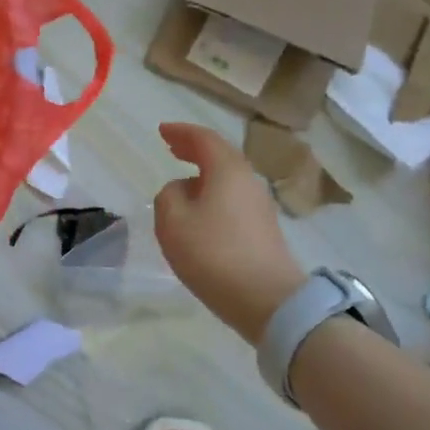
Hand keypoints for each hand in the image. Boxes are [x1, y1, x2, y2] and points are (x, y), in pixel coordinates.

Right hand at [153, 122, 307, 344]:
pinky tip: (200, 211)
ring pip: (227, 179)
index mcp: (227, 170)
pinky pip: (232, 199)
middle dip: (194, 149)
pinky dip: (213, 194)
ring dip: (204, 174)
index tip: (162, 131)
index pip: (203, 139)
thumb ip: (168, 196)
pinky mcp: (263, 229)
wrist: (267, 299)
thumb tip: (181, 190)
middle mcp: (248, 180)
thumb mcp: (173, 222)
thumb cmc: (214, 253)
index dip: (181, 132)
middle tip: (172, 147)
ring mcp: (259, 205)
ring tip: (182, 181)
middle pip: (220, 156)